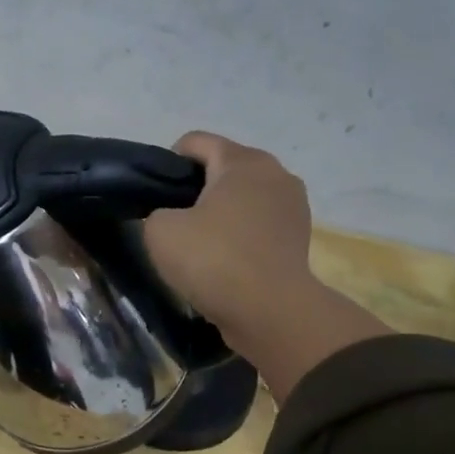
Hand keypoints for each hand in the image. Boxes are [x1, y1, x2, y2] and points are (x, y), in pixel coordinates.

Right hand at [144, 132, 388, 399]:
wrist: (269, 311)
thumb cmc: (213, 260)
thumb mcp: (160, 231)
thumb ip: (157, 212)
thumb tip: (173, 218)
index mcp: (242, 161)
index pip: (196, 141)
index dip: (168, 163)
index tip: (156, 196)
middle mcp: (275, 173)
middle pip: (224, 167)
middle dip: (197, 188)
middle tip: (174, 222)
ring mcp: (293, 205)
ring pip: (244, 197)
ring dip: (221, 212)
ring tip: (199, 244)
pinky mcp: (298, 237)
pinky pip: (258, 224)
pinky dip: (240, 234)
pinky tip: (224, 260)